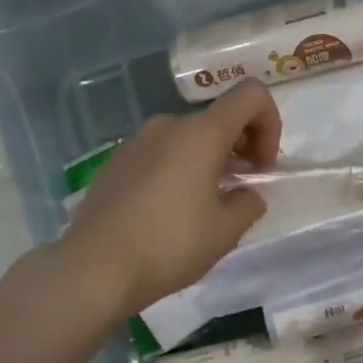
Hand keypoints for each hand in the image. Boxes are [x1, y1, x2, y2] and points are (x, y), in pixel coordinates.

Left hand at [57, 78, 281, 315]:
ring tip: (204, 205)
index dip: (270, 123)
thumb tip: (246, 194)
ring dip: (208, 160)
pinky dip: (177, 169)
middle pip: (218, 117)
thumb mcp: (225, 231)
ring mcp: (137, 141)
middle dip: (240, 146)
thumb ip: (248, 203)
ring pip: (188, 137)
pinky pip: (160, 153)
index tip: (262, 165)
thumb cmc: (169, 244)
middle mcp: (168, 125)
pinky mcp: (115, 162)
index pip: (251, 94)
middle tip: (240, 188)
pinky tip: (168, 211)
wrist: (93, 268)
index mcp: (201, 132)